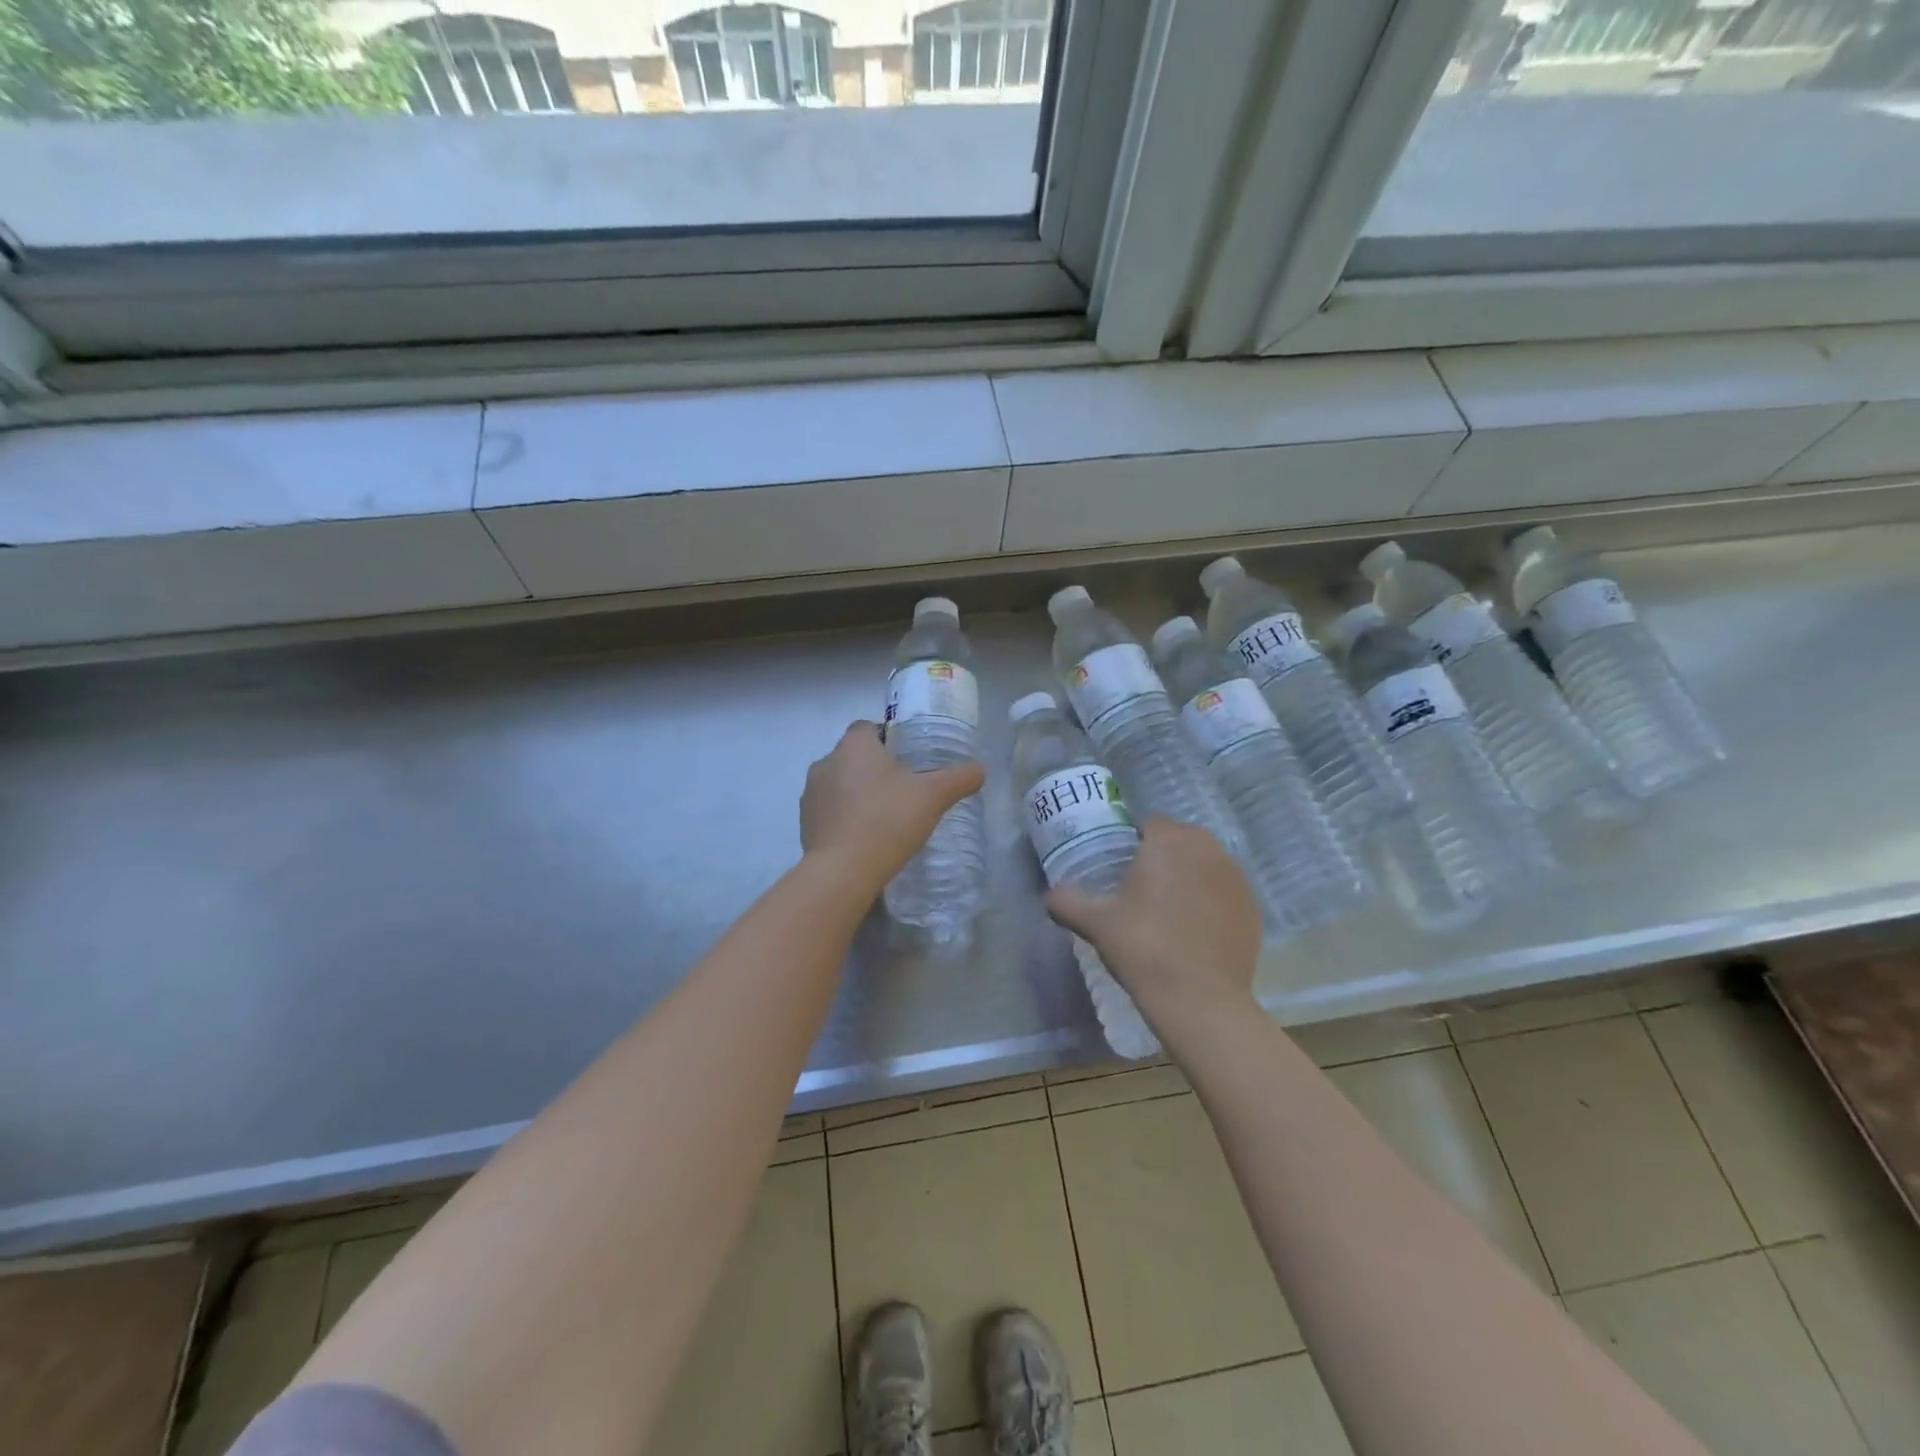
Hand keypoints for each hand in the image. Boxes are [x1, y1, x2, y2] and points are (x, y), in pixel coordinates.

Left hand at [800, 721, 985, 894]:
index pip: (868, 727)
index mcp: (854, 745)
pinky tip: (865, 837)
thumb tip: (981, 769)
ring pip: (839, 783)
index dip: (888, 739)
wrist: (843, 871)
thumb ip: (959, 779)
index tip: (908, 759)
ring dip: (857, 793)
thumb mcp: (934, 797)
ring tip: (884, 816)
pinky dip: (845, 817)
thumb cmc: (888, 820)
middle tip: (903, 790)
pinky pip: (829, 811)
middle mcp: (826, 761)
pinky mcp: (804, 822)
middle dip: (874, 768)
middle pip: (854, 756)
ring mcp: (810, 793)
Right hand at [1045, 818, 1261, 1030]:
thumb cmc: (1143, 947)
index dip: (1136, 842)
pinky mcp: (1252, 907)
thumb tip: (1048, 895)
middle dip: (1165, 856)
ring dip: (1190, 876)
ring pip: (1206, 863)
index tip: (1123, 870)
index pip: (1151, 824)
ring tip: (1170, 911)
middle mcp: (1207, 849)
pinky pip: (1226, 891)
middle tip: (1144, 890)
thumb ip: (1067, 901)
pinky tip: (1196, 930)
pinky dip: (1212, 901)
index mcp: (1168, 842)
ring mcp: (1235, 878)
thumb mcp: (1096, 923)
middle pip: (1182, 840)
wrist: (1200, 999)